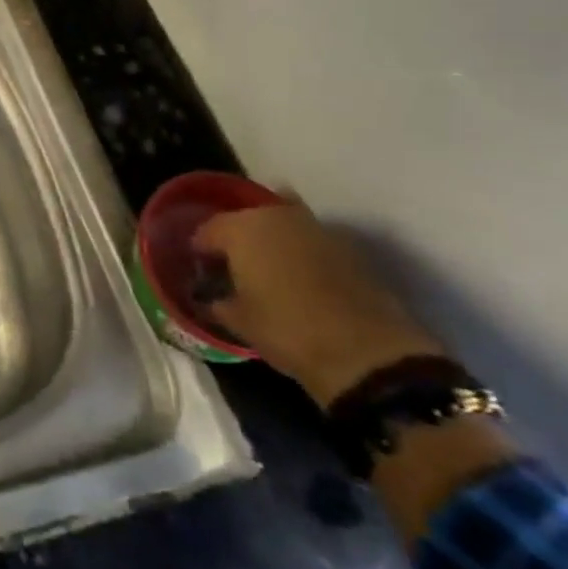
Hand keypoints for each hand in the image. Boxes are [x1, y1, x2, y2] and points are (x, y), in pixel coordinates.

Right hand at [193, 201, 443, 408]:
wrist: (367, 353)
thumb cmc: (287, 330)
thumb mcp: (239, 322)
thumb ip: (217, 302)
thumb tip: (209, 297)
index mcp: (241, 229)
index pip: (207, 230)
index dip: (200, 250)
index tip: (201, 270)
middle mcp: (275, 216)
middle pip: (245, 219)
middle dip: (236, 239)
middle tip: (233, 267)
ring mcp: (315, 227)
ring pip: (280, 223)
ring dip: (271, 239)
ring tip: (267, 269)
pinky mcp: (346, 246)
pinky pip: (310, 239)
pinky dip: (300, 251)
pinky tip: (299, 276)